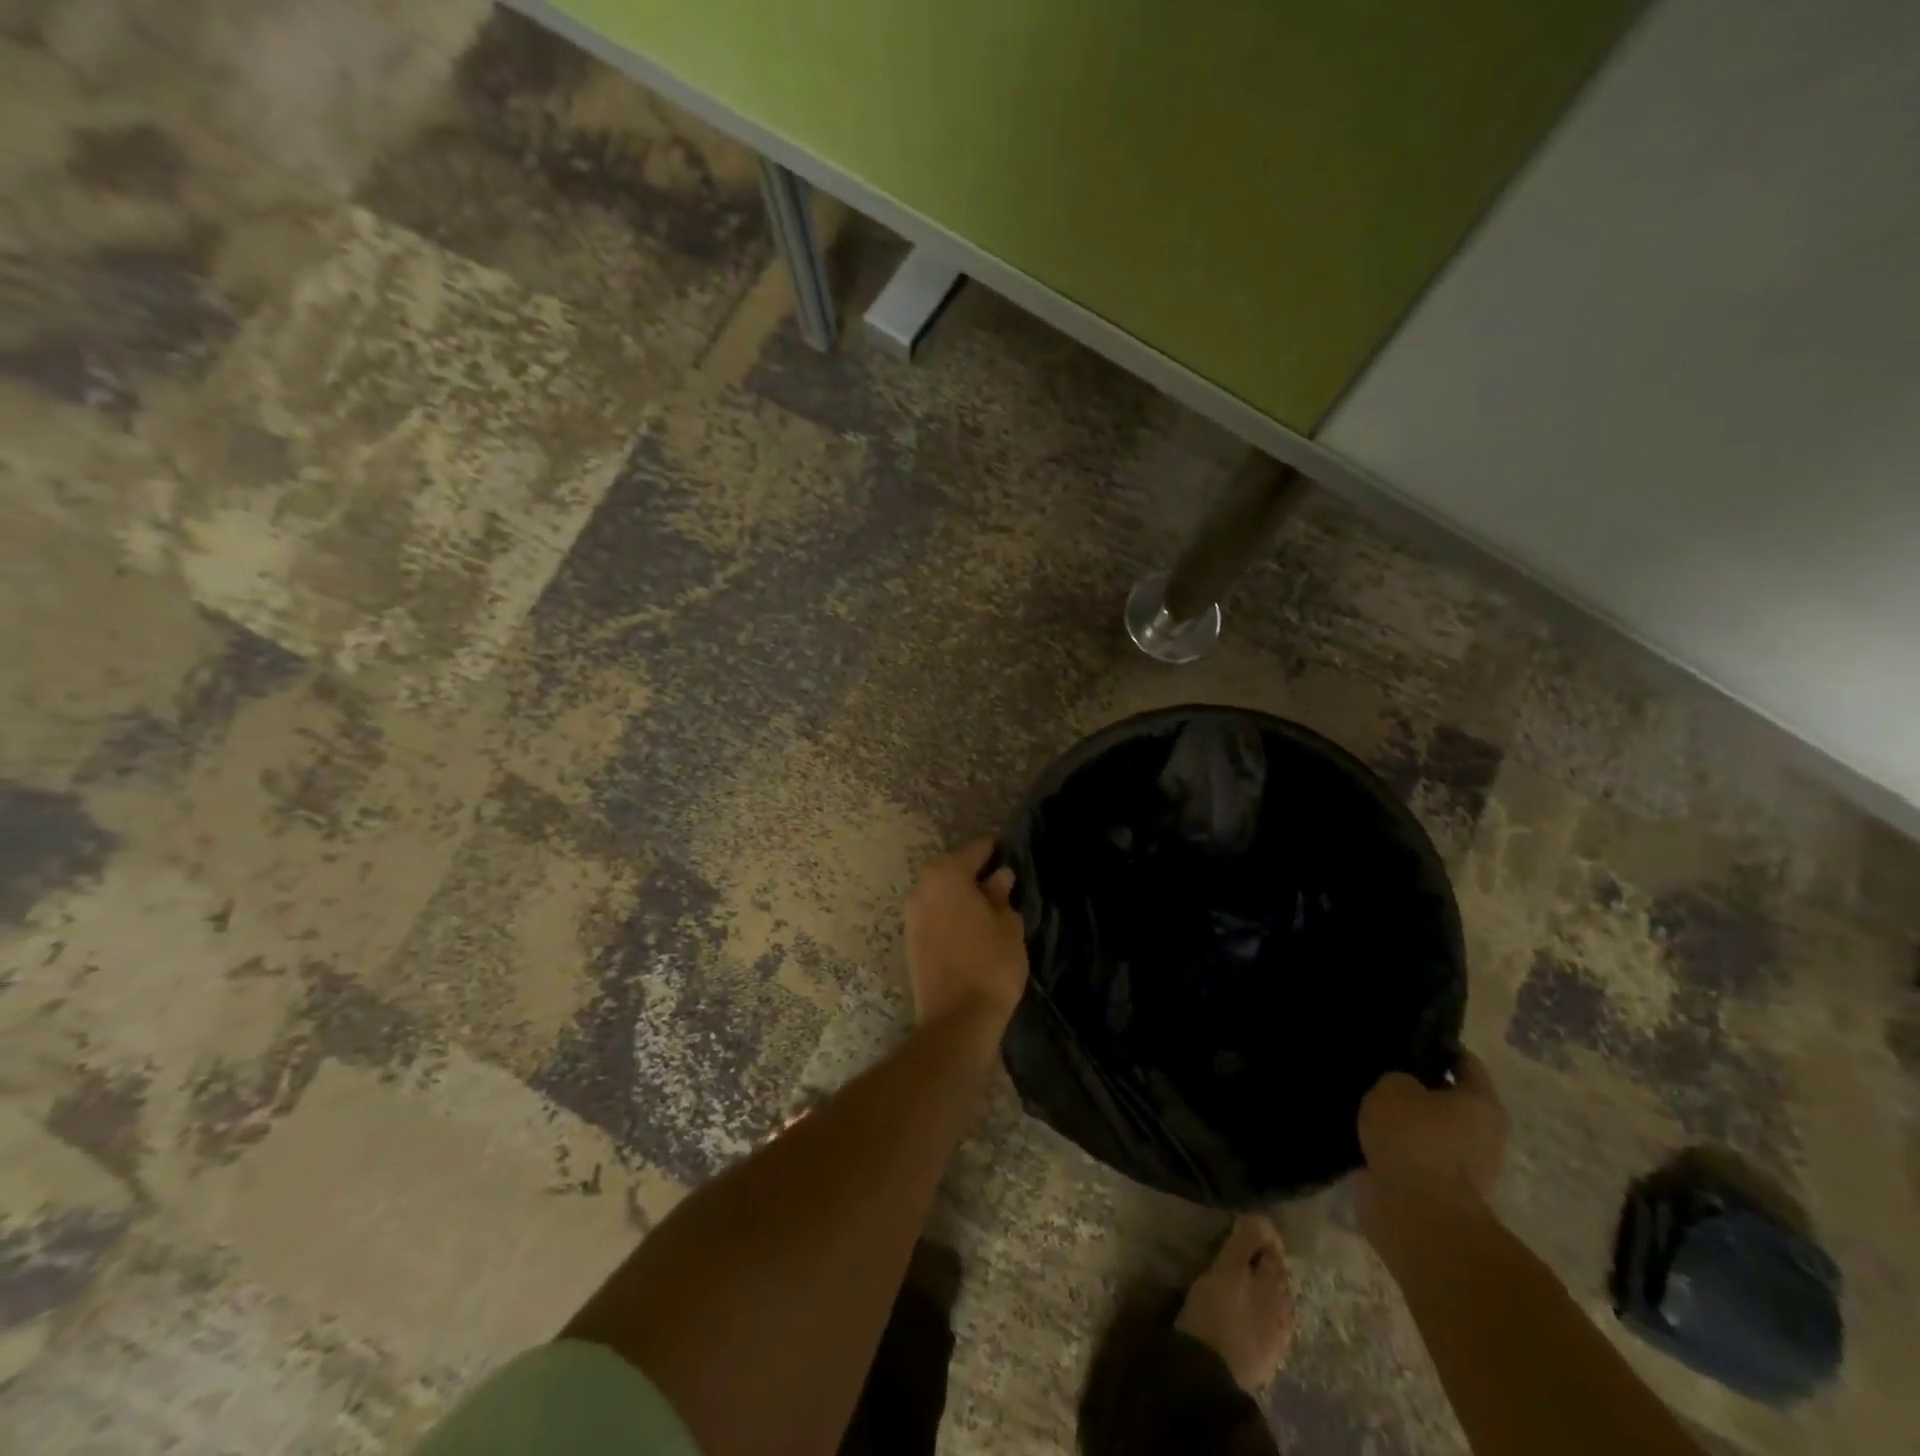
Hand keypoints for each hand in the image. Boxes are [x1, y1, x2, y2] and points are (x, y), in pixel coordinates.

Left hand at [904, 839, 1028, 1027]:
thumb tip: (999, 877)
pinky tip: (972, 929)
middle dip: (977, 875)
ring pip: (942, 895)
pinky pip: (935, 916)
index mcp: (946, 874)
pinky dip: (952, 916)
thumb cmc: (990, 964)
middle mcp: (922, 888)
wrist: (957, 1019)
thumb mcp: (1008, 925)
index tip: (1013, 856)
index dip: (997, 852)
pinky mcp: (910, 941)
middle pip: (954, 870)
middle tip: (1005, 886)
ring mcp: (912, 916)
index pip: (977, 850)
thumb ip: (1001, 895)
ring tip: (990, 910)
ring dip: (962, 898)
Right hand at [1174, 1214, 1294, 1392]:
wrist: (1209, 1373)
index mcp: (1278, 1285)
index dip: (1260, 1231)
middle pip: (1276, 1273)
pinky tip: (1242, 1304)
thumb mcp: (1227, 1268)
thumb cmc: (1217, 1311)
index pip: (1274, 1248)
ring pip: (1271, 1297)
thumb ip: (1245, 1241)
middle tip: (1236, 1242)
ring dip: (1259, 1281)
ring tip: (1237, 1271)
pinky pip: (1265, 1318)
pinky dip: (1256, 1304)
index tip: (1240, 1218)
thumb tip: (1260, 1215)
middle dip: (1261, 1256)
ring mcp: (1278, 1336)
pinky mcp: (1265, 1355)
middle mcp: (1285, 1309)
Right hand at [1354, 1051, 1506, 1236]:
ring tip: (1364, 1102)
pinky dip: (1394, 1147)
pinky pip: (1412, 1157)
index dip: (1436, 1046)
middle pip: (1447, 1099)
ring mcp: (1463, 1168)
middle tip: (1379, 1070)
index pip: (1464, 1062)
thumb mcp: (1394, 1087)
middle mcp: (1482, 1135)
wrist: (1417, 1215)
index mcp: (1481, 1103)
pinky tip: (1364, 1133)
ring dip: (1404, 1121)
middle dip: (1417, 1086)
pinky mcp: (1437, 1191)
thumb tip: (1402, 1088)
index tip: (1405, 1037)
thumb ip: (1398, 1079)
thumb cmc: (1415, 1139)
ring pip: (1428, 1130)